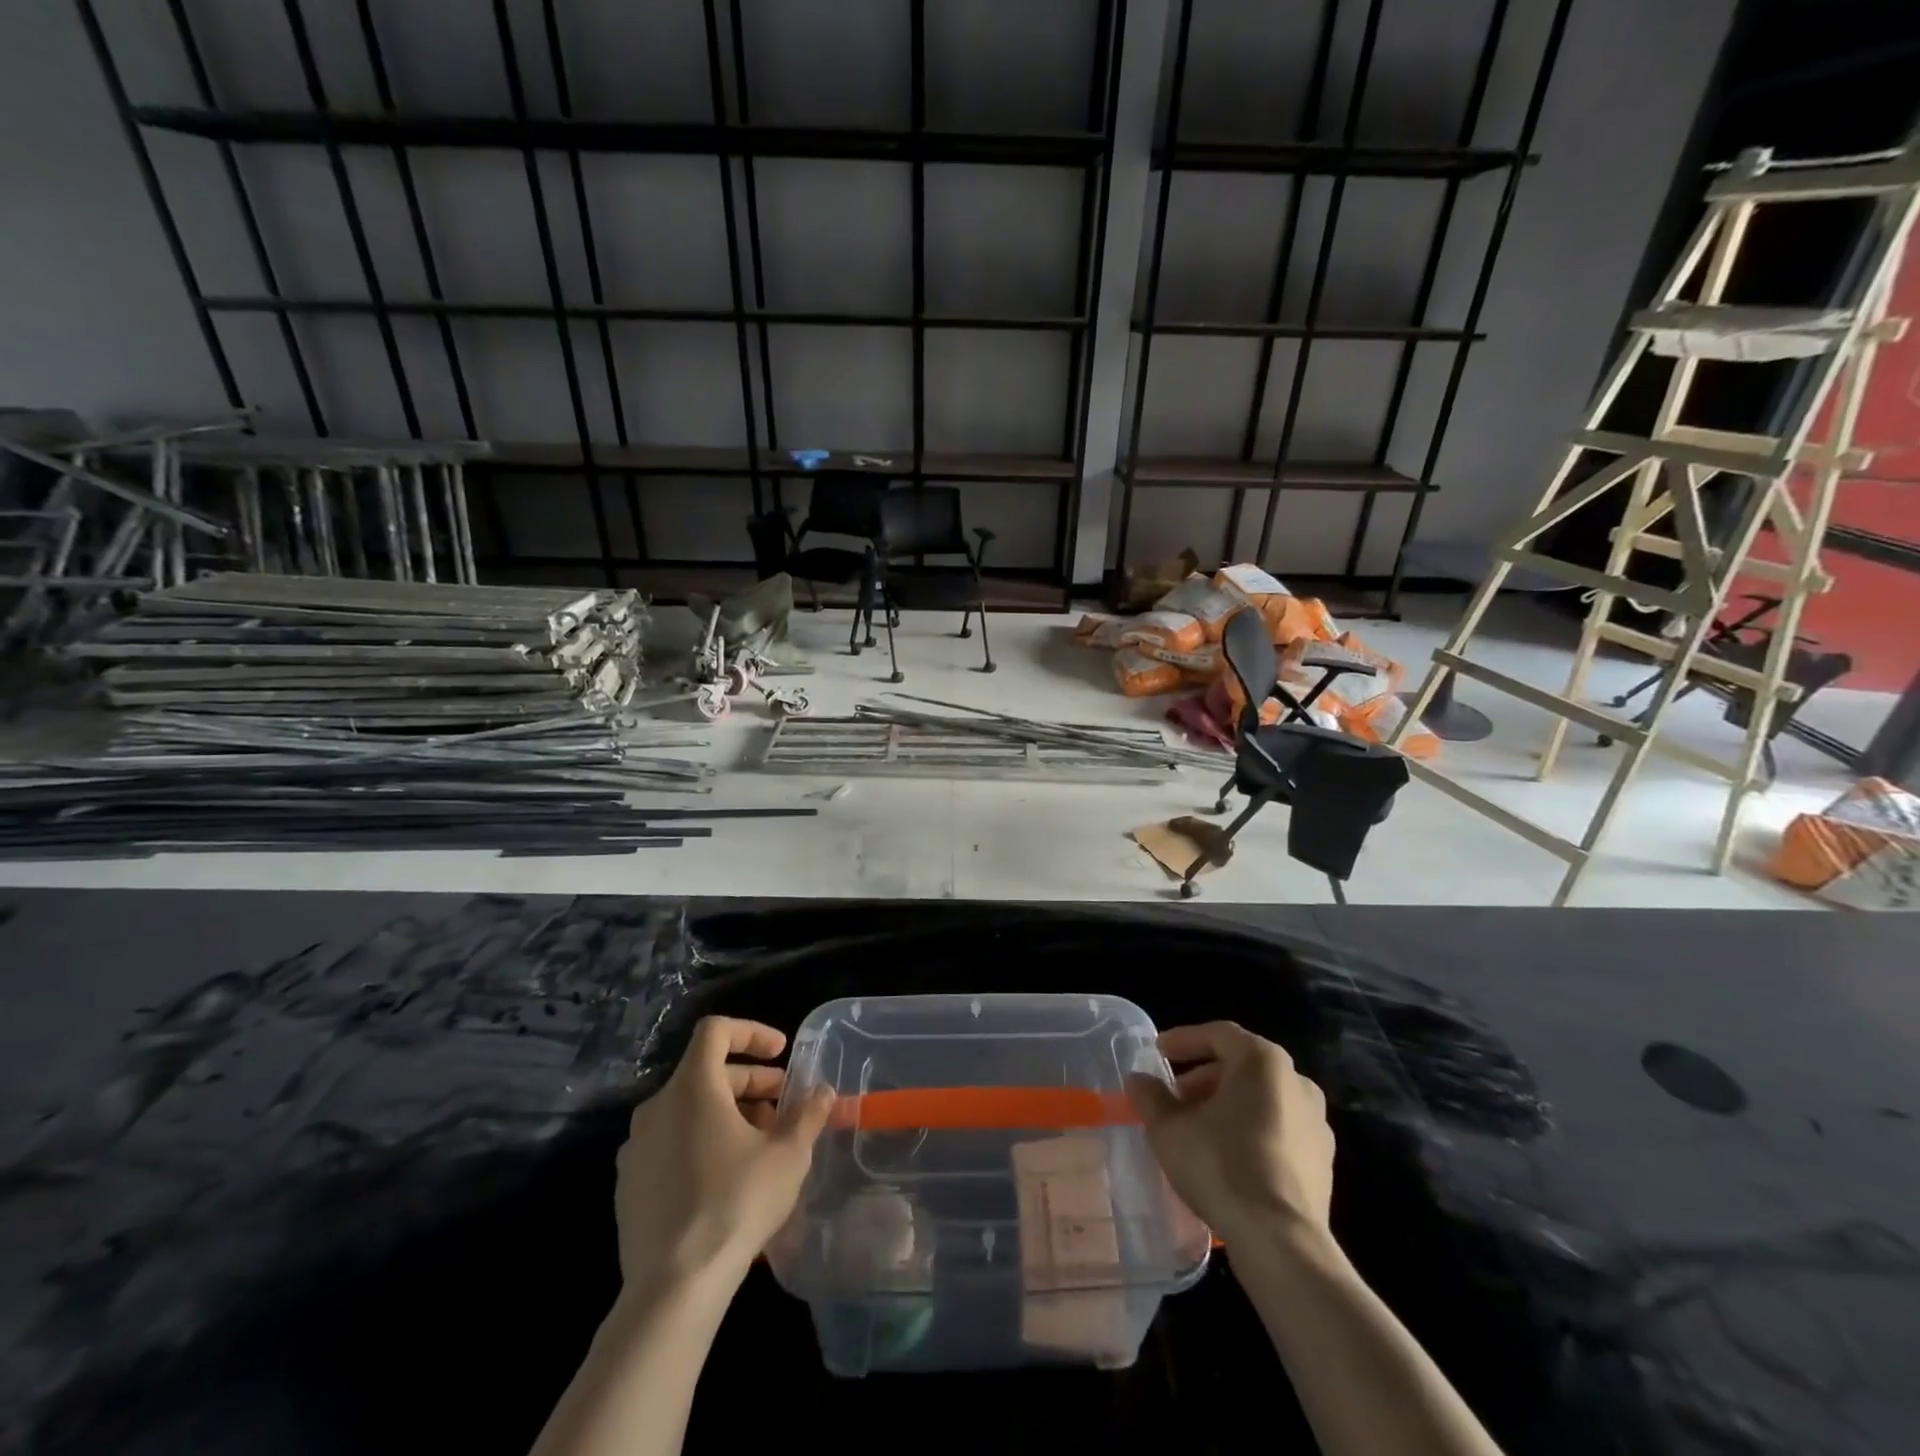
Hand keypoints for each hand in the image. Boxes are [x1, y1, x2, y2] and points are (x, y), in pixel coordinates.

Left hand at [615, 1016, 834, 1293]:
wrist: (673, 1288)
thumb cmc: (736, 1204)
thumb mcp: (788, 1155)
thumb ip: (808, 1114)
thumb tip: (823, 1091)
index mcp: (691, 1088)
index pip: (716, 1031)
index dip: (751, 1032)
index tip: (781, 1053)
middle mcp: (656, 1107)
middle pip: (705, 1072)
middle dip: (749, 1080)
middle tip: (783, 1103)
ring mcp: (636, 1147)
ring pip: (688, 1109)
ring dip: (727, 1112)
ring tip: (761, 1142)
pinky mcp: (628, 1184)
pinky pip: (670, 1143)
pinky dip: (700, 1141)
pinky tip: (726, 1176)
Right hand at [1127, 1021, 1333, 1246]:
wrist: (1282, 1243)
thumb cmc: (1221, 1166)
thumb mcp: (1169, 1128)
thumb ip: (1150, 1096)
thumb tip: (1138, 1080)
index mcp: (1263, 1061)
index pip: (1218, 1034)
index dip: (1184, 1040)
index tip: (1157, 1052)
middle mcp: (1296, 1081)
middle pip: (1241, 1066)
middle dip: (1203, 1077)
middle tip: (1174, 1097)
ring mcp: (1316, 1123)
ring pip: (1261, 1098)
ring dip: (1226, 1105)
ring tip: (1196, 1129)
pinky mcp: (1323, 1161)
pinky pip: (1278, 1129)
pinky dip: (1250, 1131)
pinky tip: (1227, 1158)